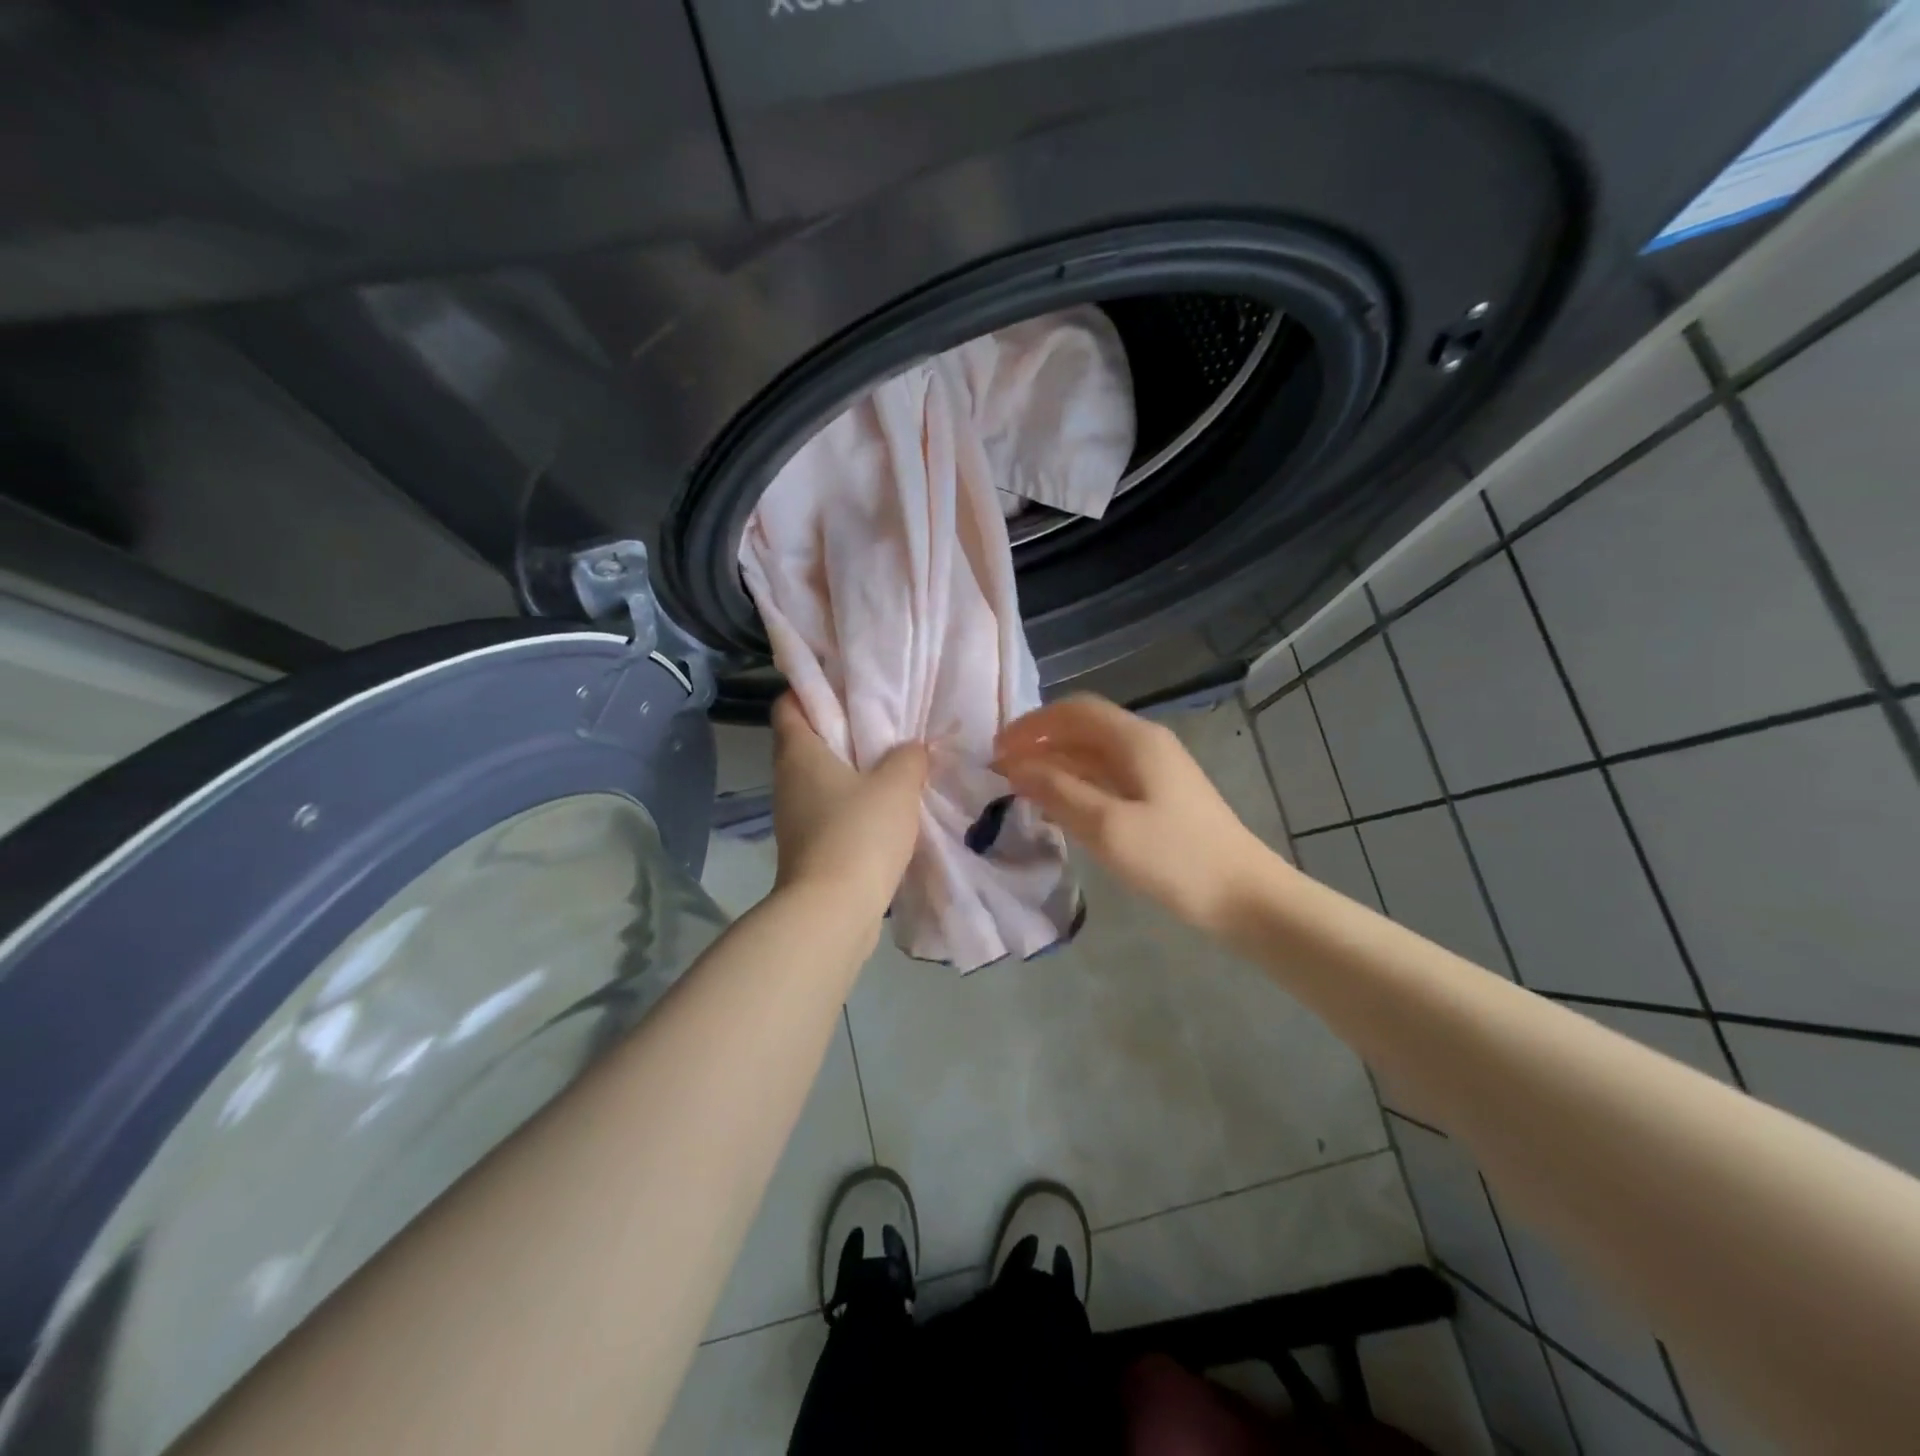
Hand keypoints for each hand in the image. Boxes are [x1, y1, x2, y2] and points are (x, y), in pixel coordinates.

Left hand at [770, 695, 928, 924]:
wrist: (833, 911)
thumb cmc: (859, 833)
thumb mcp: (896, 785)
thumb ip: (908, 757)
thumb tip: (911, 750)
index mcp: (799, 752)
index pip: (789, 703)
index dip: (812, 688)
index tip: (847, 684)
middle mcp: (788, 779)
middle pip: (809, 740)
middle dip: (843, 729)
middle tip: (884, 721)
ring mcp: (795, 816)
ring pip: (822, 778)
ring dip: (853, 770)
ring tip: (893, 762)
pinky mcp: (809, 846)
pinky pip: (831, 810)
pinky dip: (854, 803)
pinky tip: (888, 807)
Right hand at [994, 695, 1275, 935]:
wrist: (1244, 897)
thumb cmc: (1174, 858)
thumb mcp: (1107, 826)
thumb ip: (1057, 791)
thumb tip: (1015, 766)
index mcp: (1135, 740)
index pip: (1074, 710)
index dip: (1032, 724)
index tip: (997, 749)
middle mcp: (1145, 745)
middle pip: (1083, 729)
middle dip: (1040, 743)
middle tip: (1002, 770)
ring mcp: (1156, 772)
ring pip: (1094, 755)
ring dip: (1056, 765)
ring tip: (1020, 788)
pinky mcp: (1160, 799)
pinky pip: (1107, 779)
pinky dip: (1076, 785)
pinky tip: (1058, 807)